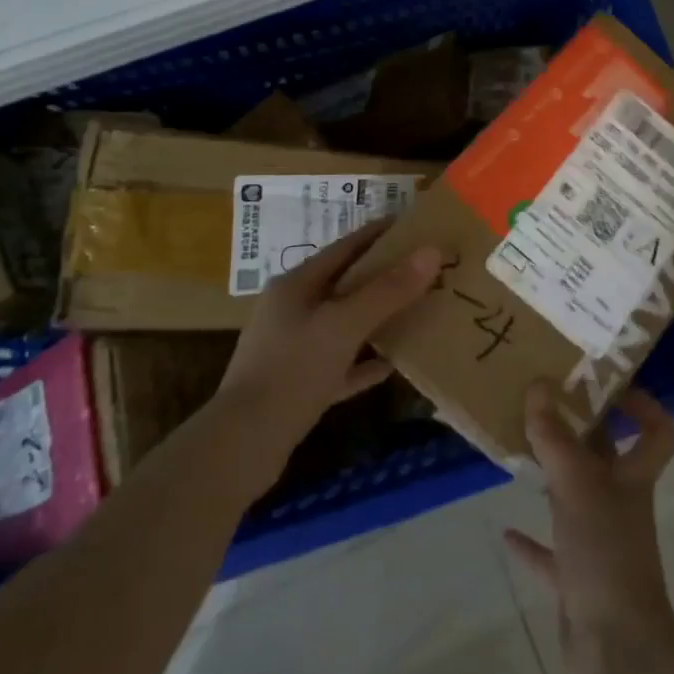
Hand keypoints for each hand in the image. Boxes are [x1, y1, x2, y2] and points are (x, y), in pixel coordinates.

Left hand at [213, 220, 441, 493]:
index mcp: (296, 285)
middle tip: (428, 270)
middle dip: (385, 276)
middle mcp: (292, 310)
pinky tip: (393, 364)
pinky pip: (341, 364)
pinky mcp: (298, 385)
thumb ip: (388, 289)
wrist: (241, 447)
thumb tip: (432, 251)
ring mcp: (293, 349)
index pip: (346, 246)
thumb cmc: (292, 371)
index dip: (381, 234)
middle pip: (346, 284)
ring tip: (418, 311)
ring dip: (378, 318)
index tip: (417, 226)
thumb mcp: (344, 325)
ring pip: (344, 324)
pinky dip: (365, 362)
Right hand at [503, 383, 673, 656]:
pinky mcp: (578, 580)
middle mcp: (621, 505)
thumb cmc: (605, 553)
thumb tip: (538, 384)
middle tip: (543, 401)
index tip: (608, 386)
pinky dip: (532, 542)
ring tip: (521, 450)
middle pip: (607, 459)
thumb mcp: (577, 485)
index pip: (658, 433)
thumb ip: (554, 436)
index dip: (644, 406)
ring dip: (552, 478)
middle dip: (580, 431)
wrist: (615, 652)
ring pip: (576, 499)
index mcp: (634, 478)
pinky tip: (506, 530)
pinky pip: (553, 553)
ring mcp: (600, 544)